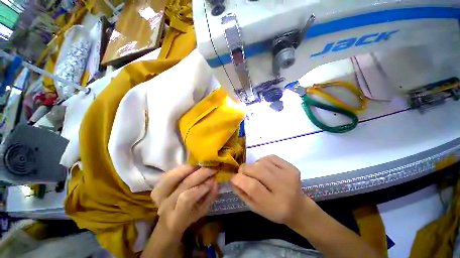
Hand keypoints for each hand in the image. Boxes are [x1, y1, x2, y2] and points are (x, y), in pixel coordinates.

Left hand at [151, 166, 218, 239]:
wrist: (168, 220)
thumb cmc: (188, 217)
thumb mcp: (201, 211)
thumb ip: (209, 197)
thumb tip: (215, 181)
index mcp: (175, 217)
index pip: (187, 198)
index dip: (202, 187)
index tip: (213, 178)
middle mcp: (164, 205)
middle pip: (184, 184)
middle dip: (201, 173)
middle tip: (212, 167)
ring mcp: (159, 194)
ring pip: (174, 175)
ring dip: (190, 167)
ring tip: (202, 165)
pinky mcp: (157, 186)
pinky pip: (170, 172)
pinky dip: (182, 167)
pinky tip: (192, 166)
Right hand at [231, 155, 310, 225]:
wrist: (298, 207)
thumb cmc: (274, 210)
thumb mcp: (255, 208)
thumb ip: (242, 193)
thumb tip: (232, 178)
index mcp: (274, 204)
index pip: (253, 187)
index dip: (239, 179)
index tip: (233, 178)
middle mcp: (283, 188)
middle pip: (257, 170)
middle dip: (245, 169)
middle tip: (243, 173)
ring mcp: (289, 175)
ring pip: (262, 162)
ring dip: (254, 165)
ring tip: (257, 173)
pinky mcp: (291, 167)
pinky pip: (270, 157)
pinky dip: (263, 161)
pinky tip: (265, 168)